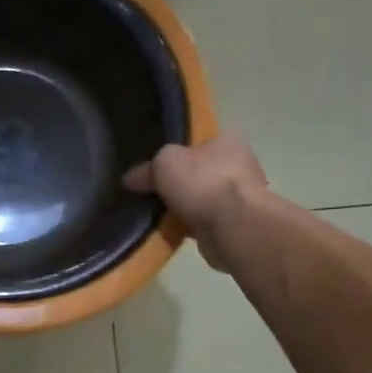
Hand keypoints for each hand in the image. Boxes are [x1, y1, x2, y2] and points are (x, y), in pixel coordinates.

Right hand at [123, 134, 268, 272]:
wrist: (232, 227)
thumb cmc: (202, 182)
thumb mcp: (164, 163)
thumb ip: (147, 168)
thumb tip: (130, 179)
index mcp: (228, 141)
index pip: (200, 142)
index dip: (178, 152)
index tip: (157, 166)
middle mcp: (240, 166)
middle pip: (201, 172)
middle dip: (180, 183)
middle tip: (153, 191)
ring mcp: (241, 198)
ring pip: (202, 199)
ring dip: (185, 208)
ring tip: (157, 214)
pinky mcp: (236, 226)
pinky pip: (205, 222)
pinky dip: (189, 227)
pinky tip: (170, 231)